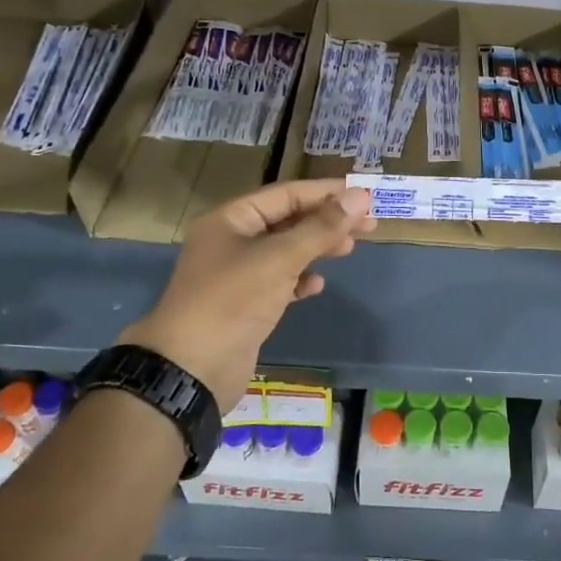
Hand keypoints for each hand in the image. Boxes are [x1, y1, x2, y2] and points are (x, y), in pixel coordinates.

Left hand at [120, 179, 375, 409]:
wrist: (191, 368)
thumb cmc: (233, 300)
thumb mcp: (280, 258)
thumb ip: (321, 227)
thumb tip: (359, 197)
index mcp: (232, 219)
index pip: (287, 194)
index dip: (326, 193)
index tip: (365, 195)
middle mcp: (232, 241)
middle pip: (288, 220)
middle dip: (327, 221)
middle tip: (369, 225)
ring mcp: (237, 274)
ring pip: (286, 251)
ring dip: (317, 248)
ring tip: (349, 250)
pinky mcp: (245, 305)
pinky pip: (279, 282)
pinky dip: (300, 280)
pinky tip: (317, 286)